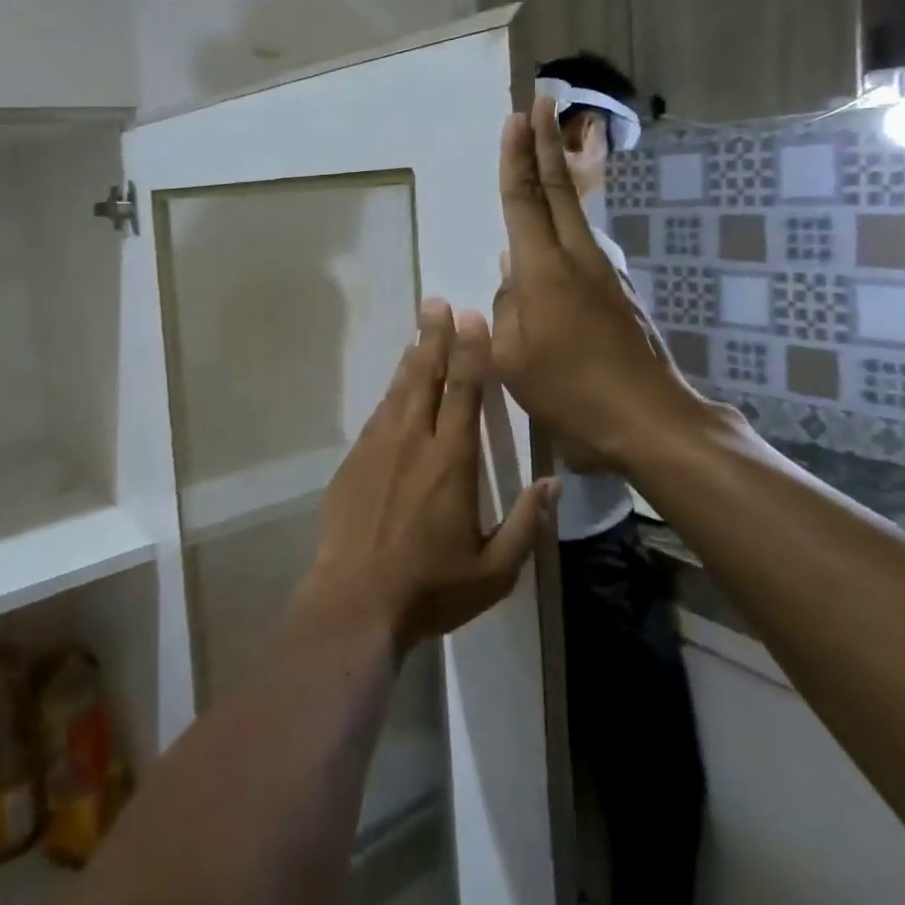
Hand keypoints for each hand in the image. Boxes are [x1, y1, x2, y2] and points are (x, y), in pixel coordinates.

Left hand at [294, 300, 557, 652]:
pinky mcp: (352, 462)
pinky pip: (376, 415)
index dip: (469, 351)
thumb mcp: (493, 570)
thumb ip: (525, 524)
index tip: (471, 319)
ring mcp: (376, 448)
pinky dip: (390, 393)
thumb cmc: (430, 587)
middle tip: (436, 303)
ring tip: (420, 330)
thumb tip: (552, 484)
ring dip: (412, 358)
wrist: (354, 600)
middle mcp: (412, 441)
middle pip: (425, 376)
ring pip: (397, 391)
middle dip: (434, 337)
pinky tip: (395, 387)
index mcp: (450, 460)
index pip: (463, 391)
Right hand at [492, 97, 721, 470]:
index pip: (524, 200)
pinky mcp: (617, 293)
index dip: (516, 157)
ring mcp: (603, 274)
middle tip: (541, 102)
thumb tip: (513, 284)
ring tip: (544, 154)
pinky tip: (550, 243)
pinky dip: (564, 224)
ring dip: (558, 177)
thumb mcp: (512, 359)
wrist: (648, 420)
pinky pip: (581, 247)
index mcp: (543, 271)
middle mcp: (576, 259)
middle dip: (545, 143)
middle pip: (558, 189)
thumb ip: (505, 313)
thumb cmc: (570, 392)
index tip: (516, 118)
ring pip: (575, 214)